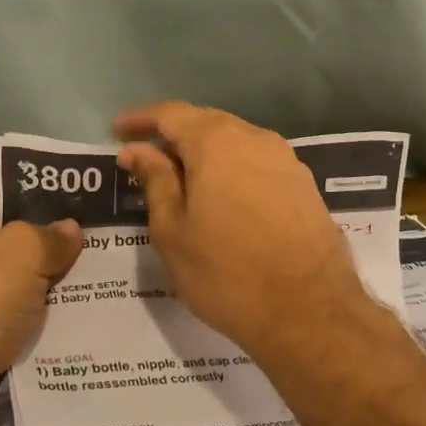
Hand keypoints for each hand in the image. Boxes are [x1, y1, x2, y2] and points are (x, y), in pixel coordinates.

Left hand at [0, 184, 82, 425]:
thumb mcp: (22, 250)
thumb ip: (51, 235)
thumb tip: (71, 230)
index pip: (1, 193)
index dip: (42, 192)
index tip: (86, 198)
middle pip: (14, 242)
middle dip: (56, 243)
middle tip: (106, 238)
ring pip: (22, 285)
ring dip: (56, 285)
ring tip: (106, 275)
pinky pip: (20, 322)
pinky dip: (47, 321)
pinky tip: (86, 316)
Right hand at [113, 102, 374, 359]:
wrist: (309, 311)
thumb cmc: (226, 273)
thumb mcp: (174, 231)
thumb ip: (155, 182)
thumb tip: (138, 151)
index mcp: (217, 142)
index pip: (171, 114)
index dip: (140, 120)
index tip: (116, 131)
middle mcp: (256, 138)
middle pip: (206, 123)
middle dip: (173, 135)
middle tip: (144, 158)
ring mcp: (287, 160)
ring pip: (235, 143)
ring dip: (204, 154)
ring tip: (180, 180)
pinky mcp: (304, 185)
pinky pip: (257, 164)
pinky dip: (231, 170)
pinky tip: (221, 196)